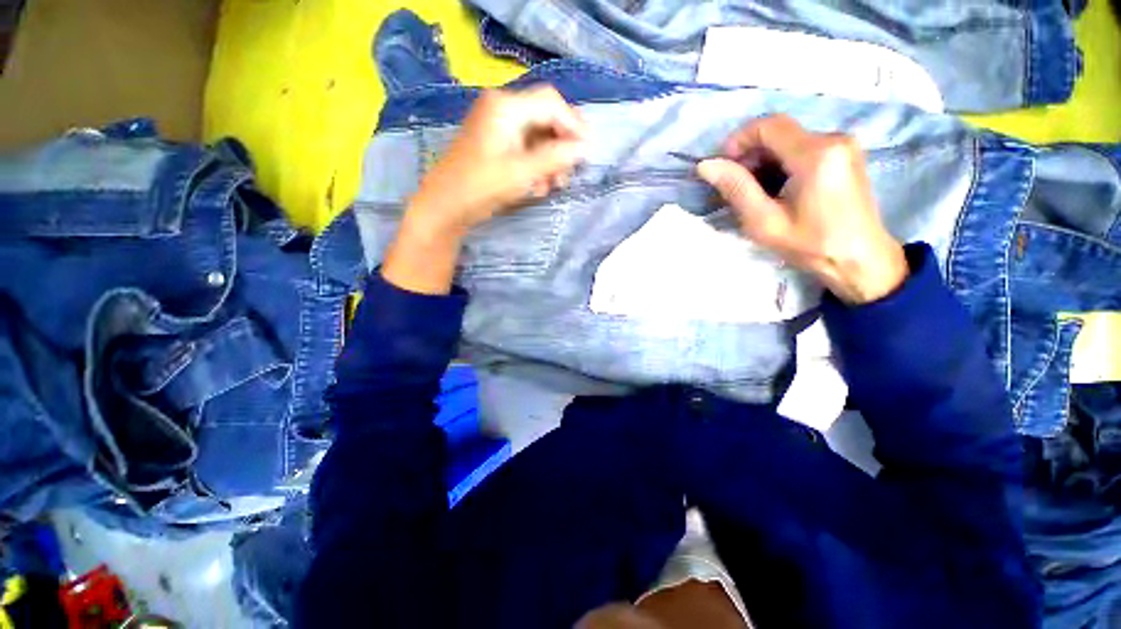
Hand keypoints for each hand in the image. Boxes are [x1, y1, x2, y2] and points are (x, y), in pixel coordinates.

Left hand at [406, 85, 587, 236]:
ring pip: (538, 134)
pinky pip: (525, 146)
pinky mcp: (496, 143)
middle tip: (572, 170)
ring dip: (551, 158)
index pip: (552, 104)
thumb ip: (556, 158)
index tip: (587, 152)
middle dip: (562, 144)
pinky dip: (536, 164)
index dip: (574, 125)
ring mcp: (498, 125)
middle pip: (546, 117)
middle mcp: (502, 108)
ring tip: (555, 184)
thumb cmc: (482, 187)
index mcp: (506, 106)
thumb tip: (586, 148)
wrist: (446, 205)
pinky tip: (538, 185)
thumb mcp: (523, 173)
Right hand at [697, 115, 907, 304]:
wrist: (860, 259)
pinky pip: (804, 149)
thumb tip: (706, 165)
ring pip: (790, 141)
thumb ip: (736, 188)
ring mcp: (843, 145)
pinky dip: (782, 165)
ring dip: (765, 162)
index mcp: (816, 154)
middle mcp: (833, 139)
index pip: (769, 125)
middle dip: (750, 155)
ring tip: (754, 194)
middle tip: (734, 187)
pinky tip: (775, 191)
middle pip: (779, 133)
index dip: (739, 140)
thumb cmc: (811, 245)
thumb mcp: (764, 222)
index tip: (722, 167)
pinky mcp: (845, 155)